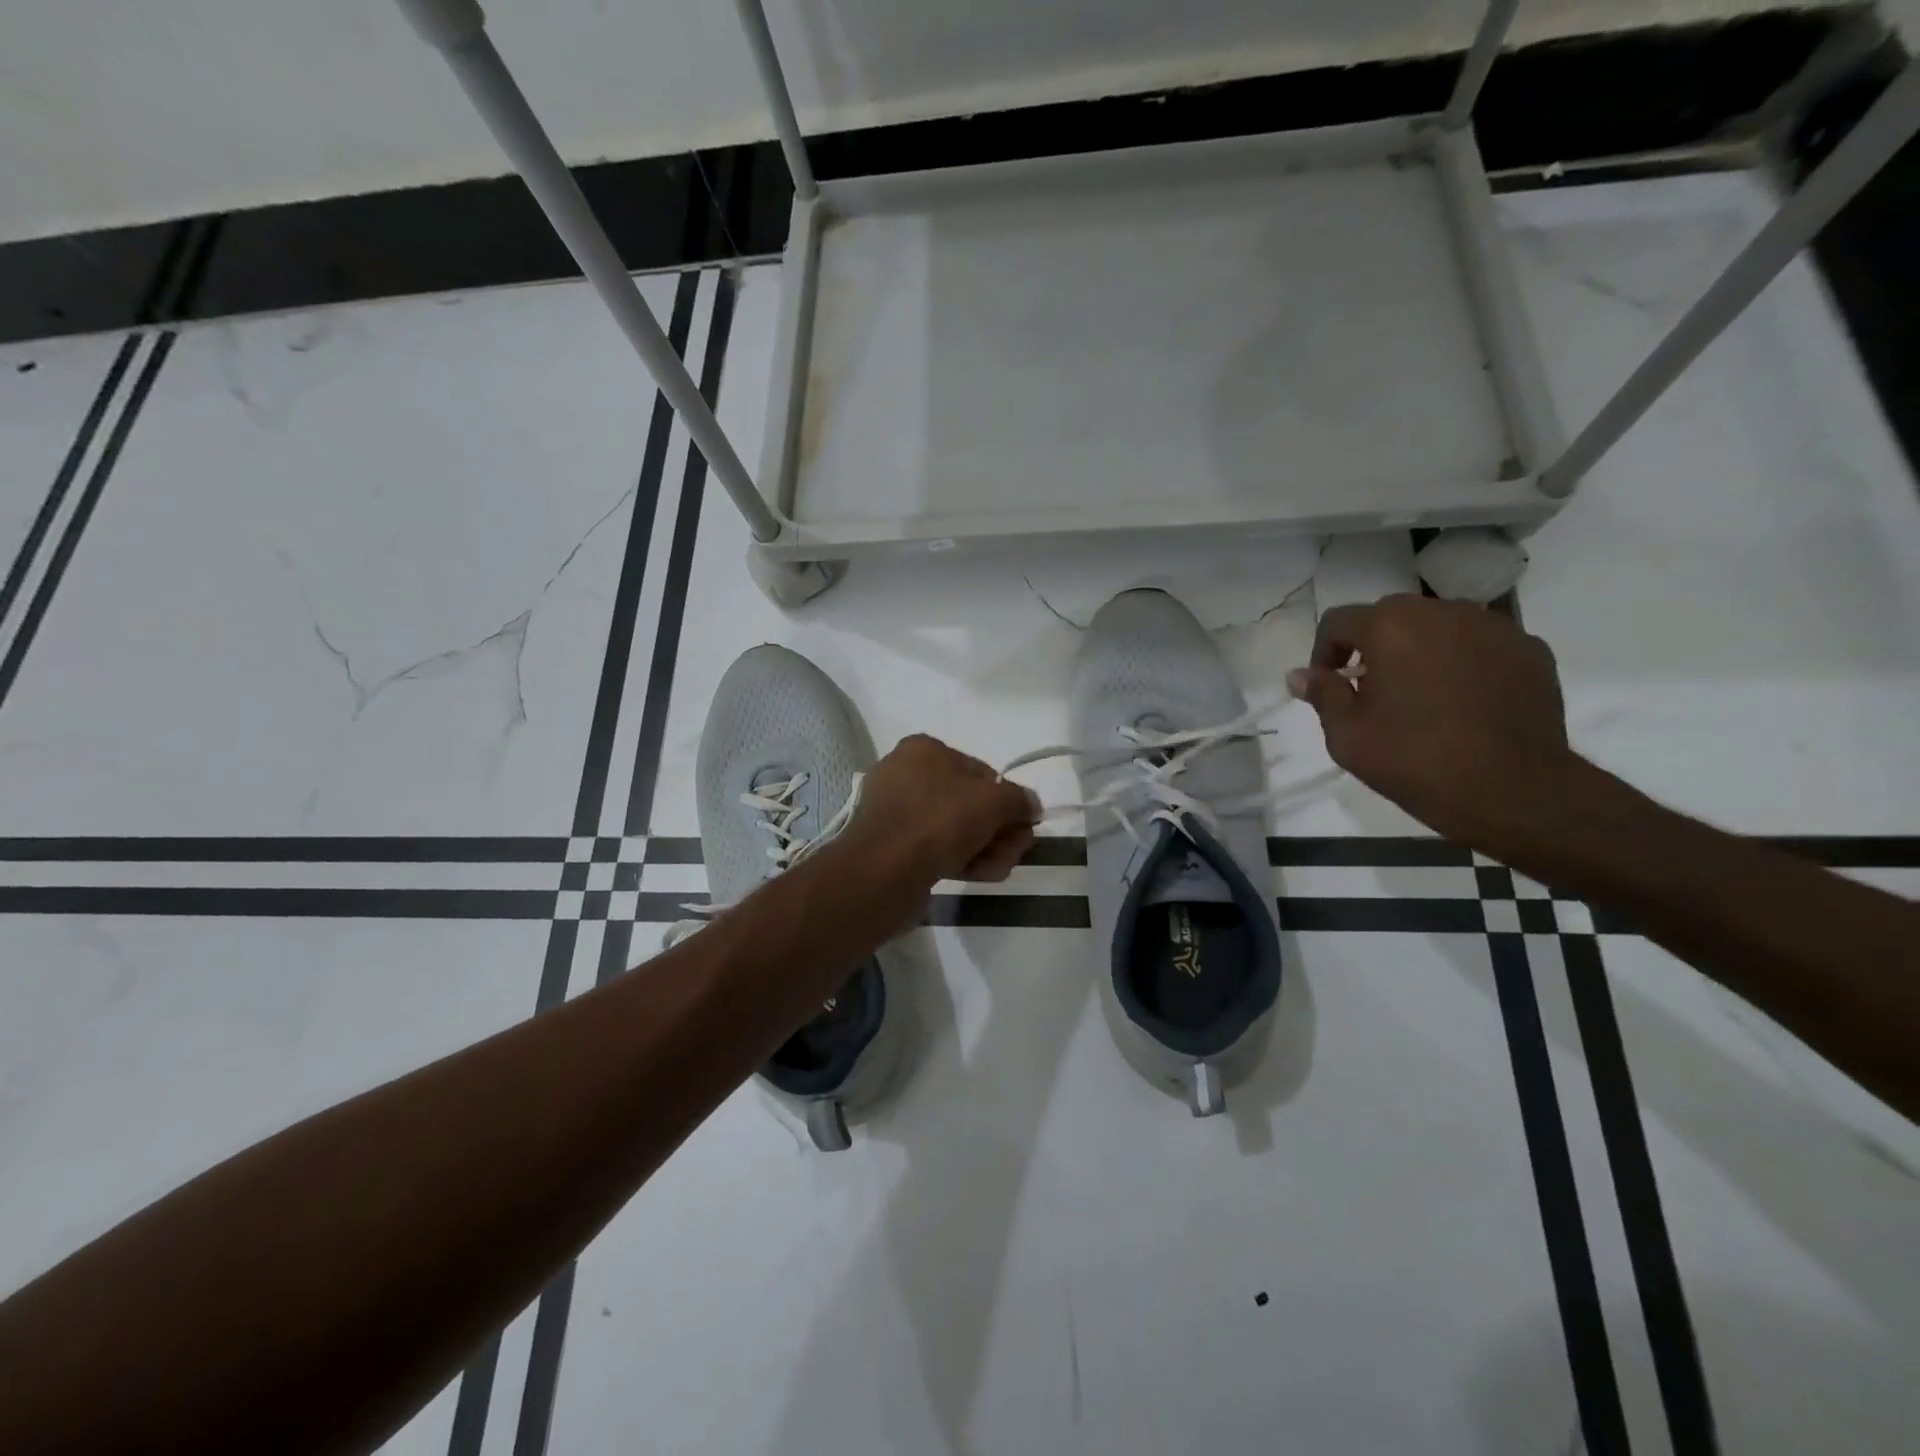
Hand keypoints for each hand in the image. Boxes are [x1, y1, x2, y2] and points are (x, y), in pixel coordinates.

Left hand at [843, 734, 1039, 883]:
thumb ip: (1019, 799)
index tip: (1023, 825)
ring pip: (953, 827)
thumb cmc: (939, 821)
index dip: (1007, 799)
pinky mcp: (890, 845)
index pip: (980, 771)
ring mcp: (895, 812)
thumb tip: (1031, 805)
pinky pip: (933, 846)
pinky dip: (960, 858)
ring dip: (985, 846)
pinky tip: (981, 875)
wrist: (883, 870)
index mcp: (924, 749)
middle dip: (998, 828)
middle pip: (968, 802)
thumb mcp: (993, 801)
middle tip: (1017, 851)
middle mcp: (905, 774)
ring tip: (1000, 868)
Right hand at [1288, 594, 1574, 849]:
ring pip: (1439, 626)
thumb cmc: (1416, 760)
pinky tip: (1462, 703)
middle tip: (1370, 692)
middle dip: (1372, 647)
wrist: (1515, 790)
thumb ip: (1322, 695)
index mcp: (1391, 626)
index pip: (1338, 621)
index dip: (1323, 652)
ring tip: (1420, 696)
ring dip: (1419, 650)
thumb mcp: (1347, 735)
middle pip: (1391, 616)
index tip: (1327, 687)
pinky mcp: (1530, 649)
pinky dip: (1463, 663)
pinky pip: (1480, 645)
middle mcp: (1443, 612)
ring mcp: (1494, 627)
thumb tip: (1299, 675)